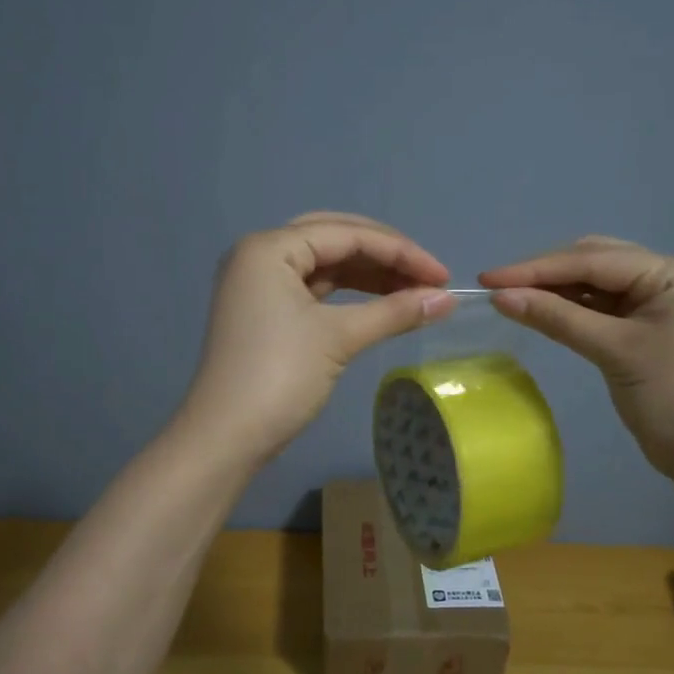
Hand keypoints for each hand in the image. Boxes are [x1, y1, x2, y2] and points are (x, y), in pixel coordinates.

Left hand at [178, 213, 454, 465]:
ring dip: (370, 275)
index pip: (347, 235)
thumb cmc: (279, 377)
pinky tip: (381, 302)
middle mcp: (260, 254)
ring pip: (325, 264)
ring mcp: (259, 283)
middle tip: (429, 277)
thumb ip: (395, 312)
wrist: (225, 438)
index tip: (444, 276)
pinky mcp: (265, 310)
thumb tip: (447, 300)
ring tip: (414, 292)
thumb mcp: (339, 338)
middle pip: (335, 239)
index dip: (401, 252)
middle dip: (385, 256)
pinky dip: (348, 294)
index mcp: (270, 247)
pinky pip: (314, 288)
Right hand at [480, 238, 673, 507]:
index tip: (488, 278)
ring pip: (598, 286)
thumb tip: (500, 296)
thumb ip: (557, 318)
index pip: (594, 260)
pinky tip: (542, 311)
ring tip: (510, 297)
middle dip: (545, 274)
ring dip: (557, 291)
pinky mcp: (652, 329)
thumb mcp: (615, 352)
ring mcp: (663, 303)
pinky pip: (605, 309)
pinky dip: (573, 311)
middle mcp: (671, 277)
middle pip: (596, 263)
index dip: (536, 268)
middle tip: (496, 287)